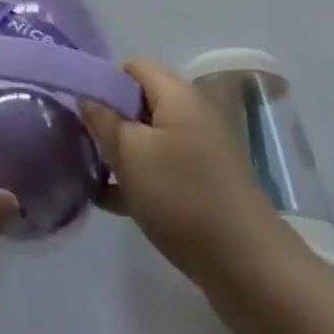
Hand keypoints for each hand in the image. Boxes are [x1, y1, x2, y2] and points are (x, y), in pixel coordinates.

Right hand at [80, 57, 292, 304]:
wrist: (249, 268)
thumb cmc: (183, 197)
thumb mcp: (131, 155)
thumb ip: (103, 121)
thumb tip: (87, 97)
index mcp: (176, 94)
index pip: (133, 65)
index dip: (105, 80)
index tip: (84, 112)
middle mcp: (191, 114)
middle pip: (140, 101)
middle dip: (110, 120)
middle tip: (85, 146)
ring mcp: (200, 151)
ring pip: (149, 139)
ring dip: (121, 153)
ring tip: (90, 176)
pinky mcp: (203, 186)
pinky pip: (162, 169)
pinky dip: (138, 179)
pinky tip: (110, 202)